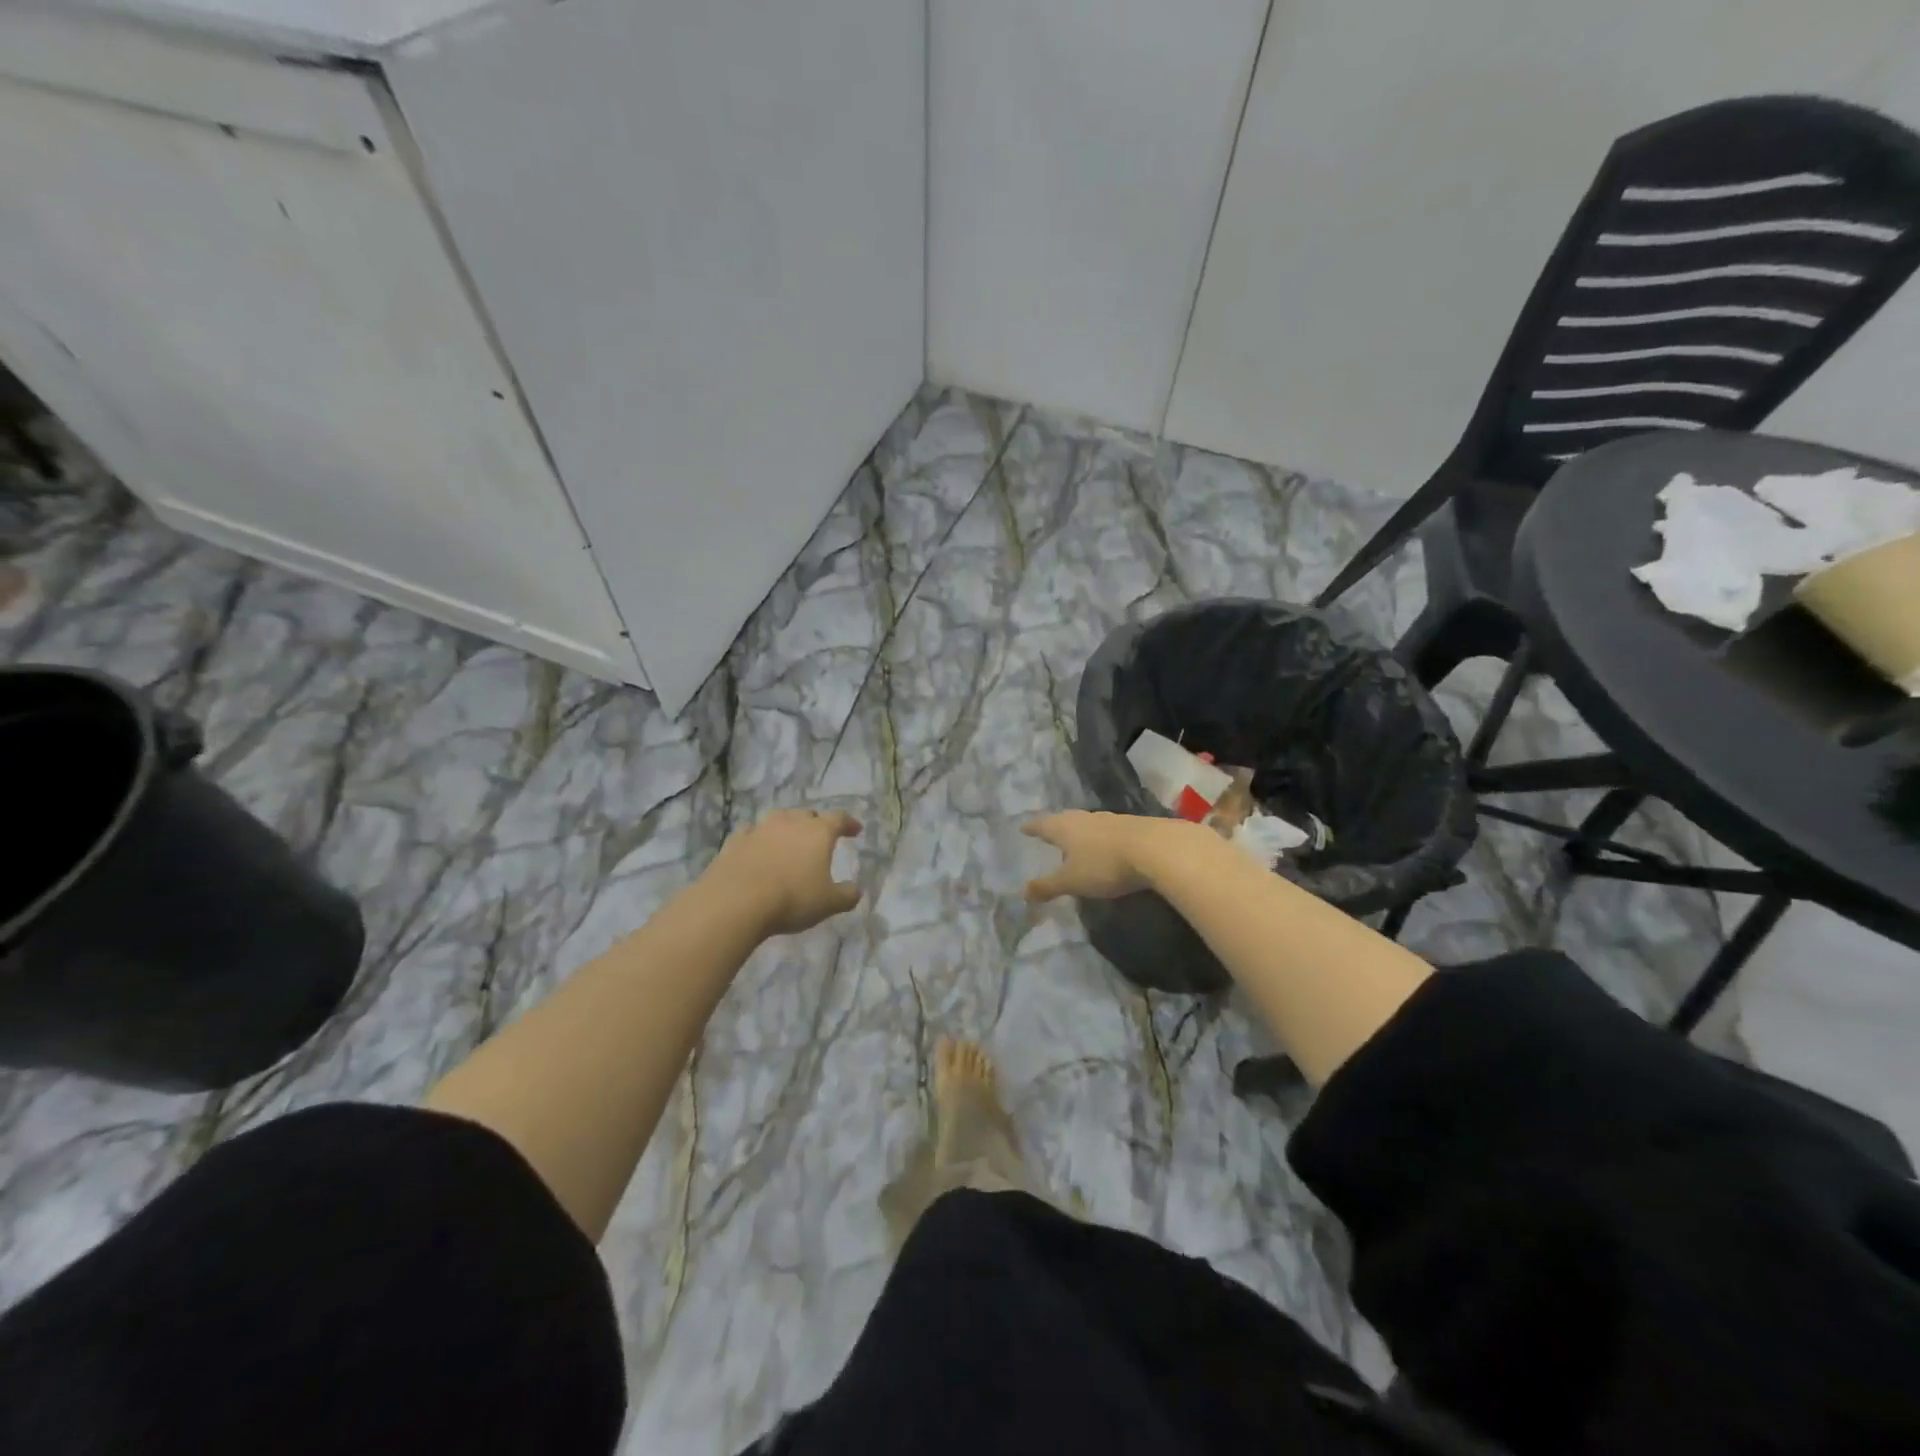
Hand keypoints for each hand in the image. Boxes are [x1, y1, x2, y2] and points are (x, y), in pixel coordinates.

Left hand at [708, 808, 863, 936]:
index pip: (839, 819)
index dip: (849, 823)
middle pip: (807, 815)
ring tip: (788, 839)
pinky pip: (751, 832)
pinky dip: (758, 838)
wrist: (736, 902)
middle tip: (820, 837)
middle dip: (816, 823)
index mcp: (818, 832)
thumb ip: (846, 895)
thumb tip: (856, 891)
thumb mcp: (828, 903)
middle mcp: (790, 822)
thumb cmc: (792, 898)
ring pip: (778, 819)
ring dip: (786, 827)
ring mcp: (760, 829)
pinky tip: (757, 848)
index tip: (855, 830)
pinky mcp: (735, 841)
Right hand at [1023, 811, 1188, 902]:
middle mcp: (1085, 818)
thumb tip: (1023, 892)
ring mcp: (1110, 820)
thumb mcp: (1072, 881)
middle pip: (1065, 819)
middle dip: (1055, 826)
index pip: (1042, 825)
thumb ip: (1047, 887)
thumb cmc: (1104, 864)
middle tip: (1047, 831)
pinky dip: (1100, 837)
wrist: (1156, 849)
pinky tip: (1104, 845)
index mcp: (1065, 828)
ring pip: (1087, 823)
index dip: (1032, 828)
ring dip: (1079, 831)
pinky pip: (1107, 830)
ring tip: (1075, 839)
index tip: (1023, 827)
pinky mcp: (1133, 826)